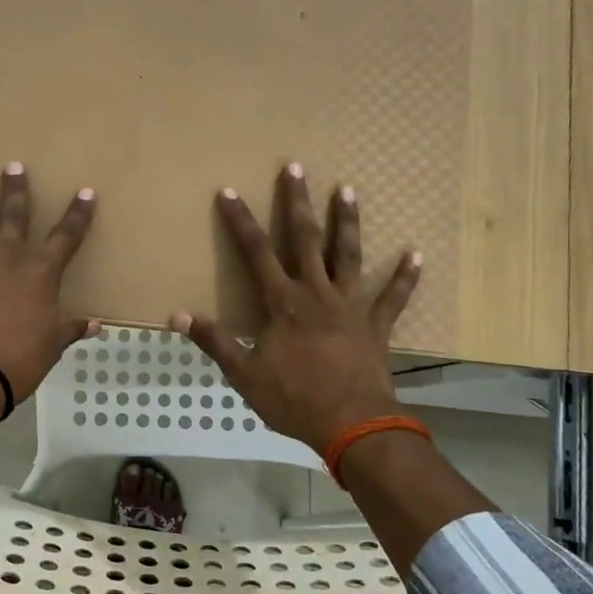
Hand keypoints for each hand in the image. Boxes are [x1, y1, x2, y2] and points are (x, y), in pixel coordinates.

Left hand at [0, 163, 98, 405]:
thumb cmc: (18, 361)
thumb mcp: (51, 346)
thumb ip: (70, 329)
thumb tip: (95, 325)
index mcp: (41, 274)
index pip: (66, 237)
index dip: (78, 215)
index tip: (85, 192)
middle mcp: (9, 257)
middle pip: (15, 215)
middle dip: (17, 190)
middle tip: (14, 166)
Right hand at [172, 163, 419, 455]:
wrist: (353, 426)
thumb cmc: (294, 400)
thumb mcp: (244, 375)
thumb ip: (214, 341)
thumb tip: (176, 316)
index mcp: (283, 303)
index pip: (256, 253)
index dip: (240, 221)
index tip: (229, 192)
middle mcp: (317, 293)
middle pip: (306, 239)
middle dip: (297, 202)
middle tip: (295, 167)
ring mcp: (351, 306)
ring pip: (349, 256)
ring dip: (347, 223)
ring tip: (348, 190)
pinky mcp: (376, 325)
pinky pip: (393, 296)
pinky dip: (405, 277)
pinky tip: (416, 254)